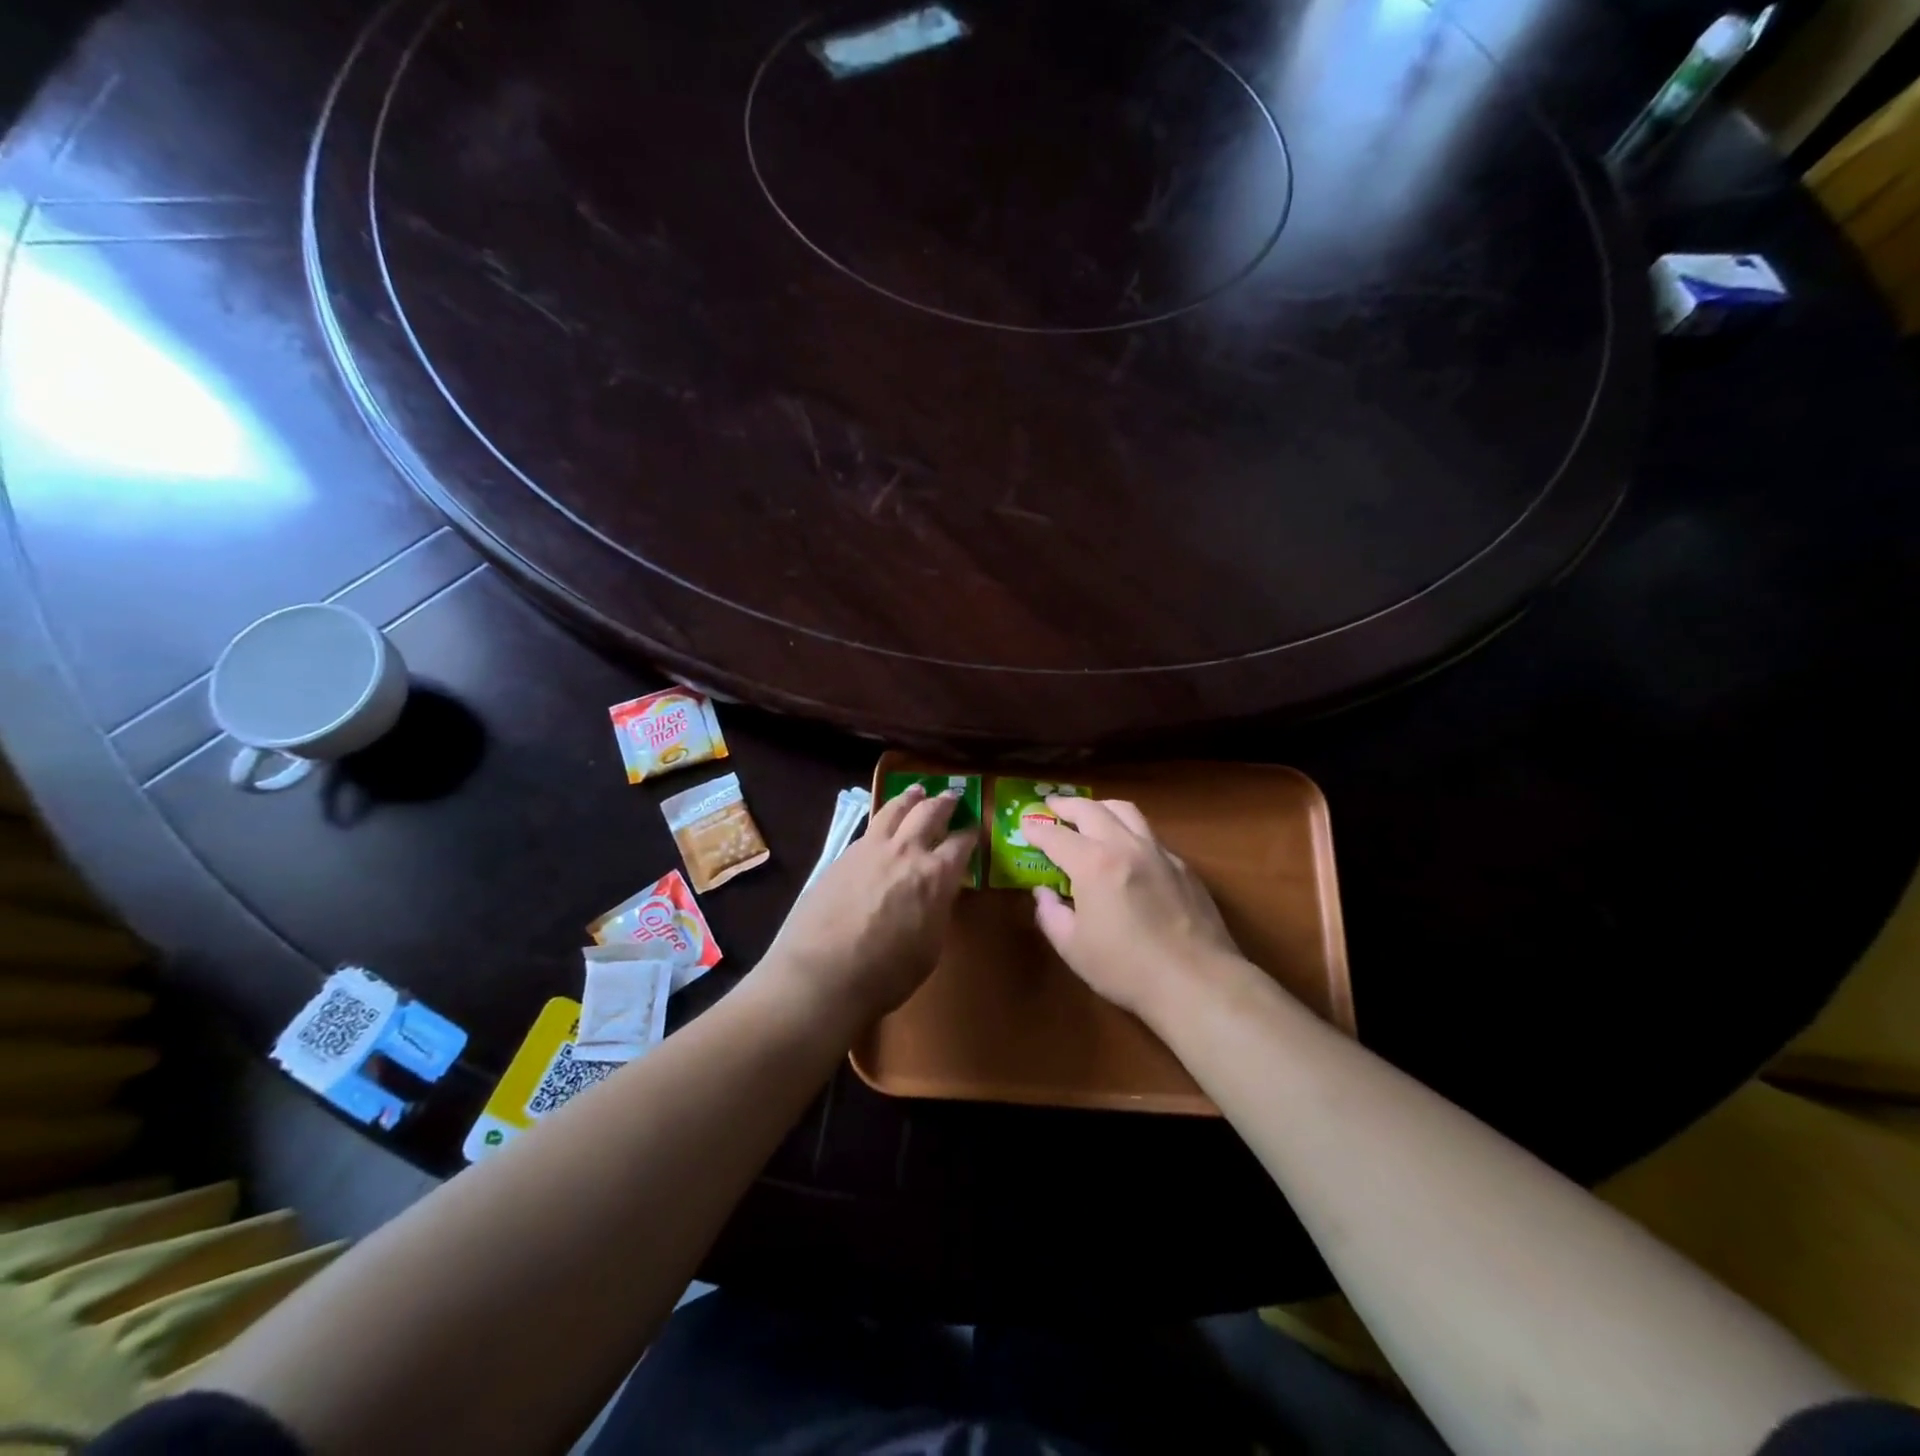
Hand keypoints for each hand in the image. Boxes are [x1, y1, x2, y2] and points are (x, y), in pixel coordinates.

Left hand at [764, 784, 975, 1024]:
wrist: (821, 974)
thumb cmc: (886, 973)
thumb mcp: (930, 947)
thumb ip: (937, 911)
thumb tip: (937, 894)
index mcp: (936, 875)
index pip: (961, 843)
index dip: (970, 835)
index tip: (974, 831)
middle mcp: (906, 851)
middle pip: (929, 812)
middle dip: (944, 802)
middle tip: (952, 796)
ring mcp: (871, 848)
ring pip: (895, 809)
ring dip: (910, 798)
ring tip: (918, 791)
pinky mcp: (843, 855)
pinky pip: (870, 828)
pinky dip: (883, 819)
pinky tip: (882, 824)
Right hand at [1022, 798, 1251, 1026]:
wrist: (1196, 981)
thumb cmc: (1126, 968)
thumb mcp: (1073, 948)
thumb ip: (1051, 914)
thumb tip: (1043, 893)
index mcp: (1093, 864)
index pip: (1056, 836)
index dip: (1037, 829)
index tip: (1026, 826)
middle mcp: (1125, 846)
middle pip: (1092, 810)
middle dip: (1067, 805)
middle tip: (1053, 807)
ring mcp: (1159, 852)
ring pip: (1127, 812)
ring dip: (1102, 808)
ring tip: (1091, 815)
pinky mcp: (1183, 866)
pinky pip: (1150, 835)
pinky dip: (1130, 831)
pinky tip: (1127, 850)